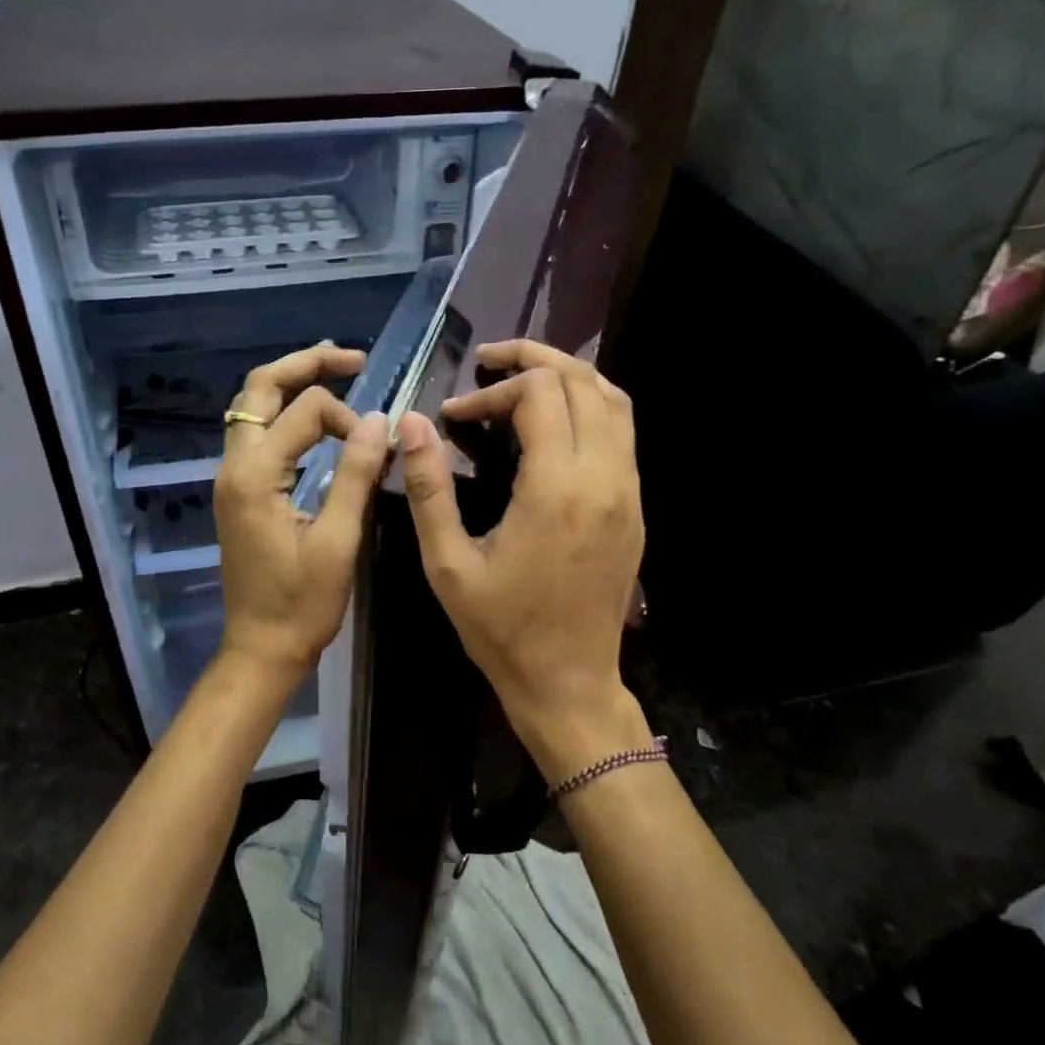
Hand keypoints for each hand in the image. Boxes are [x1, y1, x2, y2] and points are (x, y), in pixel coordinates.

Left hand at [215, 345, 389, 674]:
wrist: (261, 646)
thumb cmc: (302, 604)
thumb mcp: (338, 541)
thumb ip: (355, 475)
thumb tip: (378, 420)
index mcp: (254, 475)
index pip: (304, 412)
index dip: (348, 418)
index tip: (379, 446)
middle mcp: (233, 466)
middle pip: (259, 389)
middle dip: (304, 366)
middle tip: (351, 358)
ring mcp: (230, 478)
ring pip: (252, 408)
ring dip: (290, 385)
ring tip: (334, 372)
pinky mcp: (238, 492)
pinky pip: (255, 434)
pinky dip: (284, 414)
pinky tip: (314, 418)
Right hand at [398, 340, 643, 774]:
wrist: (569, 683)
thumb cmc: (501, 629)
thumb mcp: (447, 564)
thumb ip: (429, 488)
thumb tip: (411, 424)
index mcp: (557, 489)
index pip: (539, 394)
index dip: (492, 391)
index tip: (454, 416)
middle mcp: (604, 478)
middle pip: (584, 381)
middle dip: (534, 360)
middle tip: (489, 361)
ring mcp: (628, 492)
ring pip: (614, 400)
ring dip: (568, 376)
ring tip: (522, 376)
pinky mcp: (634, 508)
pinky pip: (623, 433)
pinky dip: (590, 406)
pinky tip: (554, 420)